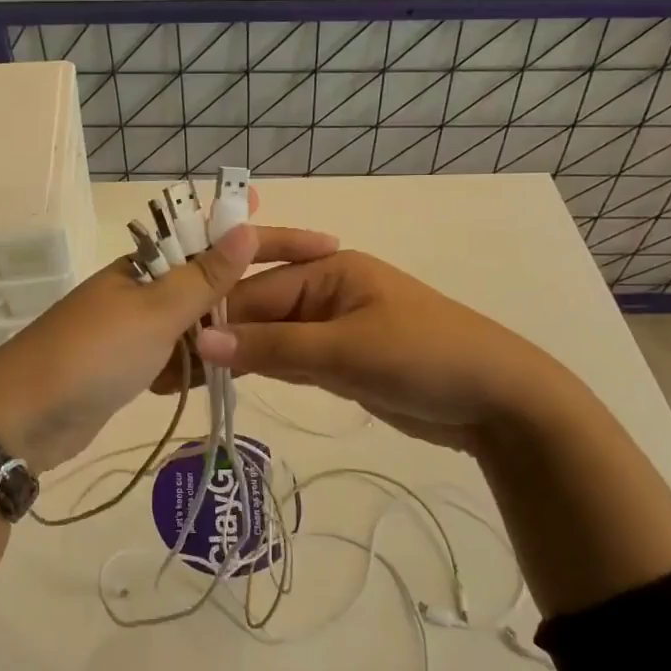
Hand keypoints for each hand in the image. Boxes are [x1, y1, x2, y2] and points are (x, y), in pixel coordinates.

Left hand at [0, 198, 337, 471]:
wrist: (22, 419)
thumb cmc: (92, 354)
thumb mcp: (154, 312)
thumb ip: (202, 276)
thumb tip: (244, 223)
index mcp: (145, 265)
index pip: (217, 239)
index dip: (267, 237)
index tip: (321, 242)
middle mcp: (141, 290)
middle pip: (209, 283)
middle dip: (250, 292)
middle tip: (304, 306)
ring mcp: (133, 331)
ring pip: (196, 325)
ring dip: (226, 333)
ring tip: (274, 345)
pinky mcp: (127, 368)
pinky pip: (177, 358)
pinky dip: (199, 365)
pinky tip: (224, 374)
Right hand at [164, 250, 585, 452]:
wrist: (500, 401)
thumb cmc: (424, 357)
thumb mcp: (345, 350)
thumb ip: (272, 347)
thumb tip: (201, 342)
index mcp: (327, 268)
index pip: (253, 291)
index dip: (212, 321)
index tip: (170, 350)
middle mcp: (325, 290)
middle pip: (259, 313)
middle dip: (222, 341)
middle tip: (171, 375)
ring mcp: (333, 326)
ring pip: (272, 339)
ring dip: (240, 358)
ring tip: (189, 382)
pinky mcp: (342, 359)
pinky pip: (292, 359)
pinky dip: (268, 371)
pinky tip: (234, 383)